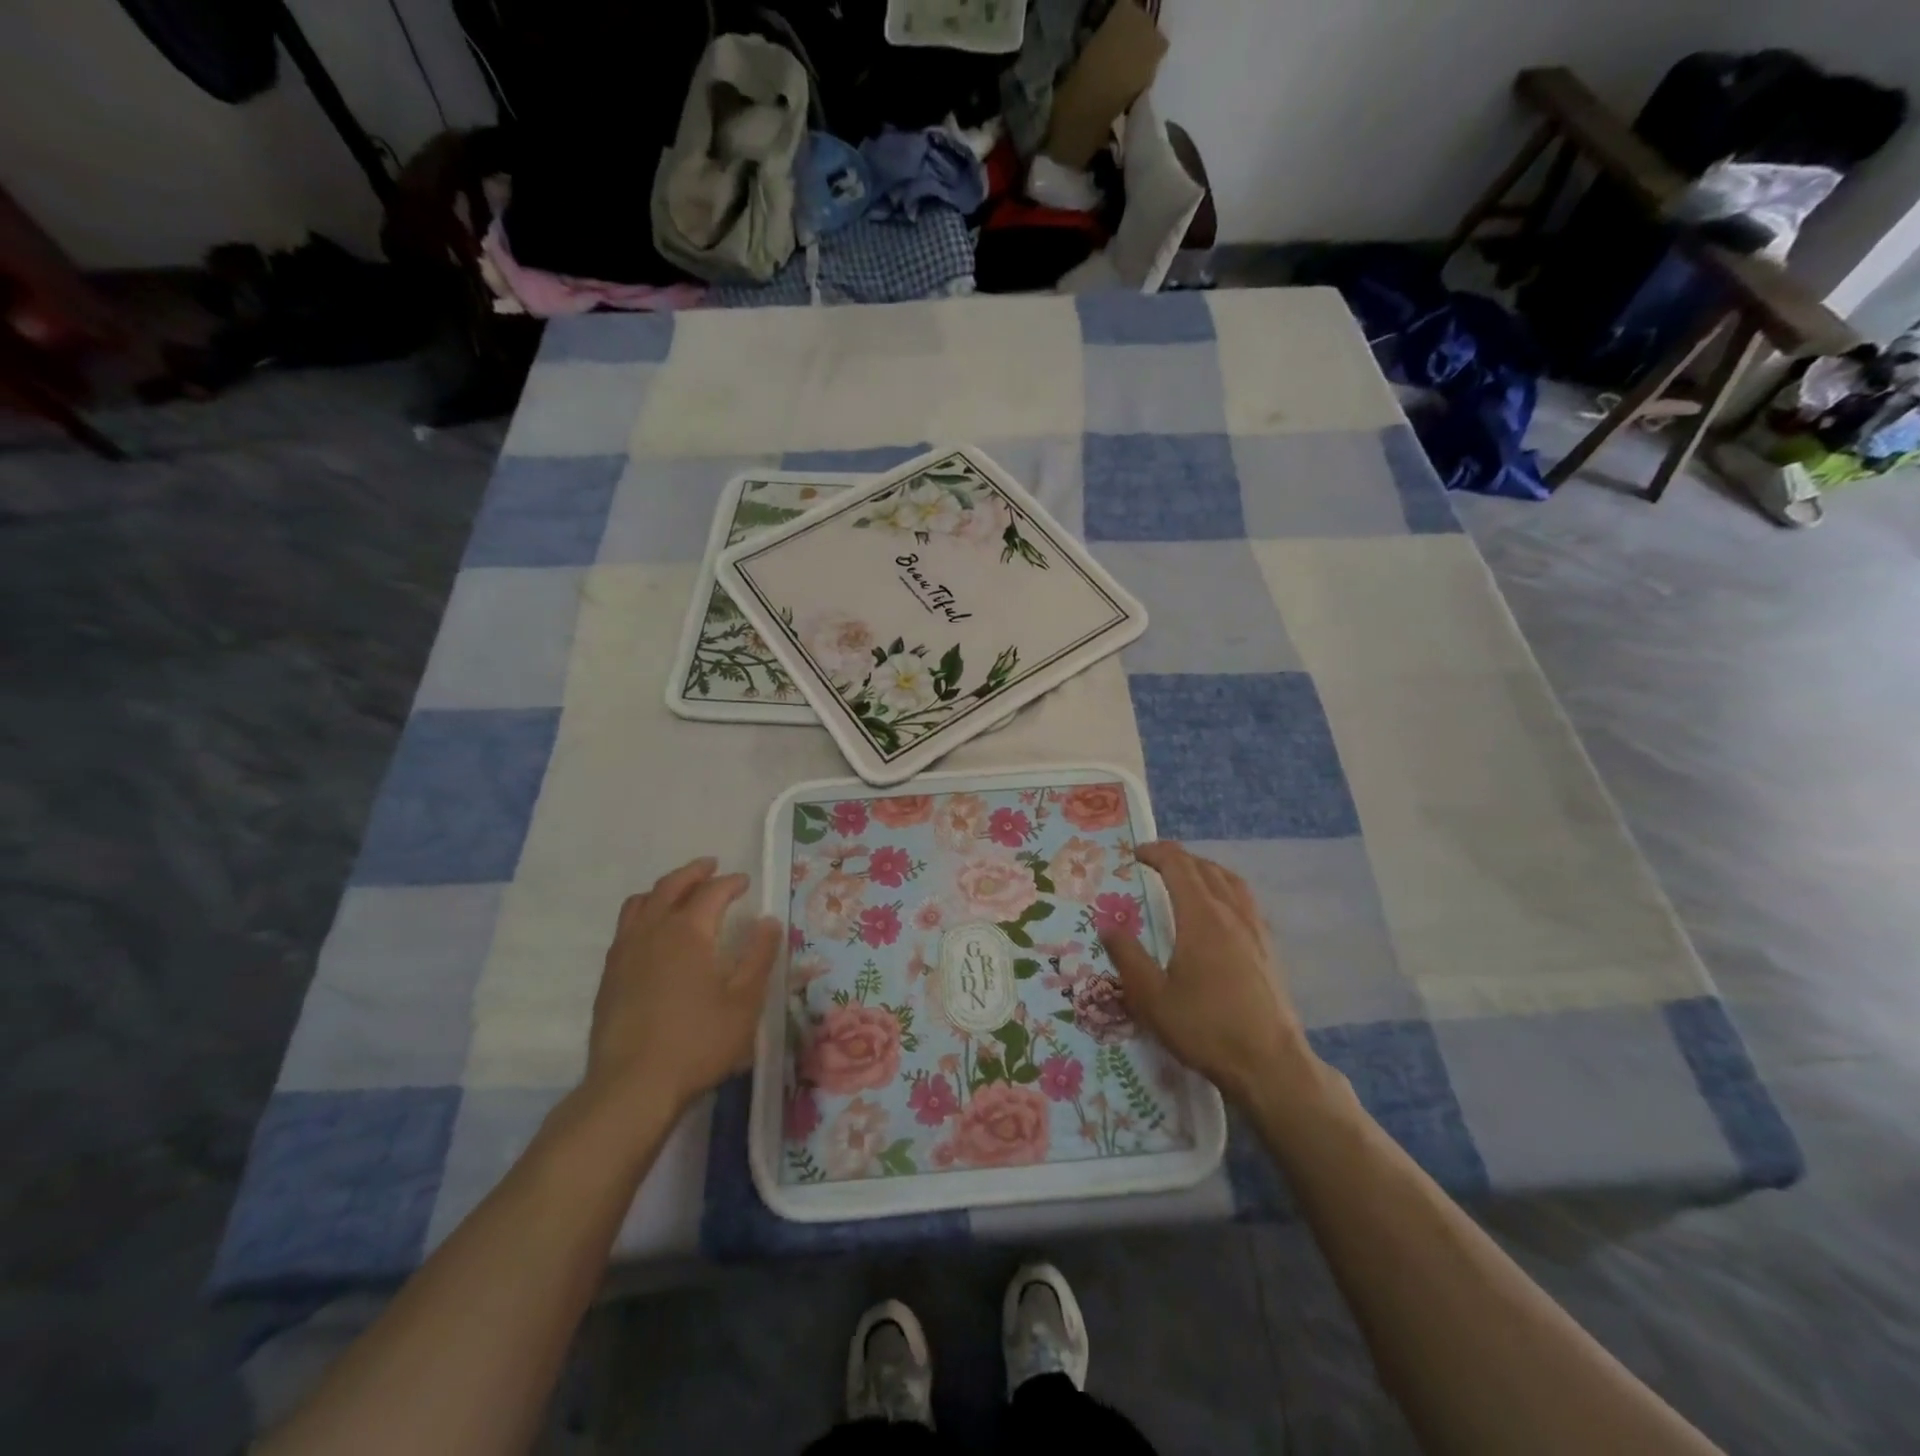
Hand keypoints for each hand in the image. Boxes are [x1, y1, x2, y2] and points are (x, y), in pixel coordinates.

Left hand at [586, 857, 780, 1111]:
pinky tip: (653, 933)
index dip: (730, 882)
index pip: (712, 892)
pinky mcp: (609, 975)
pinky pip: (626, 927)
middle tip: (711, 867)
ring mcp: (625, 951)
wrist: (632, 1086)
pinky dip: (644, 914)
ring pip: (641, 902)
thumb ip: (758, 956)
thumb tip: (769, 921)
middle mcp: (653, 930)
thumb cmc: (698, 1041)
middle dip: (694, 873)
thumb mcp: (744, 1001)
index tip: (745, 881)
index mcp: (689, 931)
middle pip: (671, 886)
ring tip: (679, 892)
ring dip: (664, 889)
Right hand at [1100, 842, 1313, 1105]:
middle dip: (1178, 858)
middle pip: (1205, 868)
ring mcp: (1255, 930)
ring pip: (1230, 881)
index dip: (1156, 853)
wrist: (1270, 1065)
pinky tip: (1218, 913)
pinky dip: (1225, 889)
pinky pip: (1245, 901)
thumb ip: (1127, 957)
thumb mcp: (1152, 998)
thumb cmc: (1205, 1029)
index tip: (1134, 854)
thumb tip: (1107, 926)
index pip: (1178, 866)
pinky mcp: (1268, 949)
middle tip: (1153, 864)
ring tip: (1186, 878)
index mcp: (1201, 917)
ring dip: (1205, 870)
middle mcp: (1231, 913)